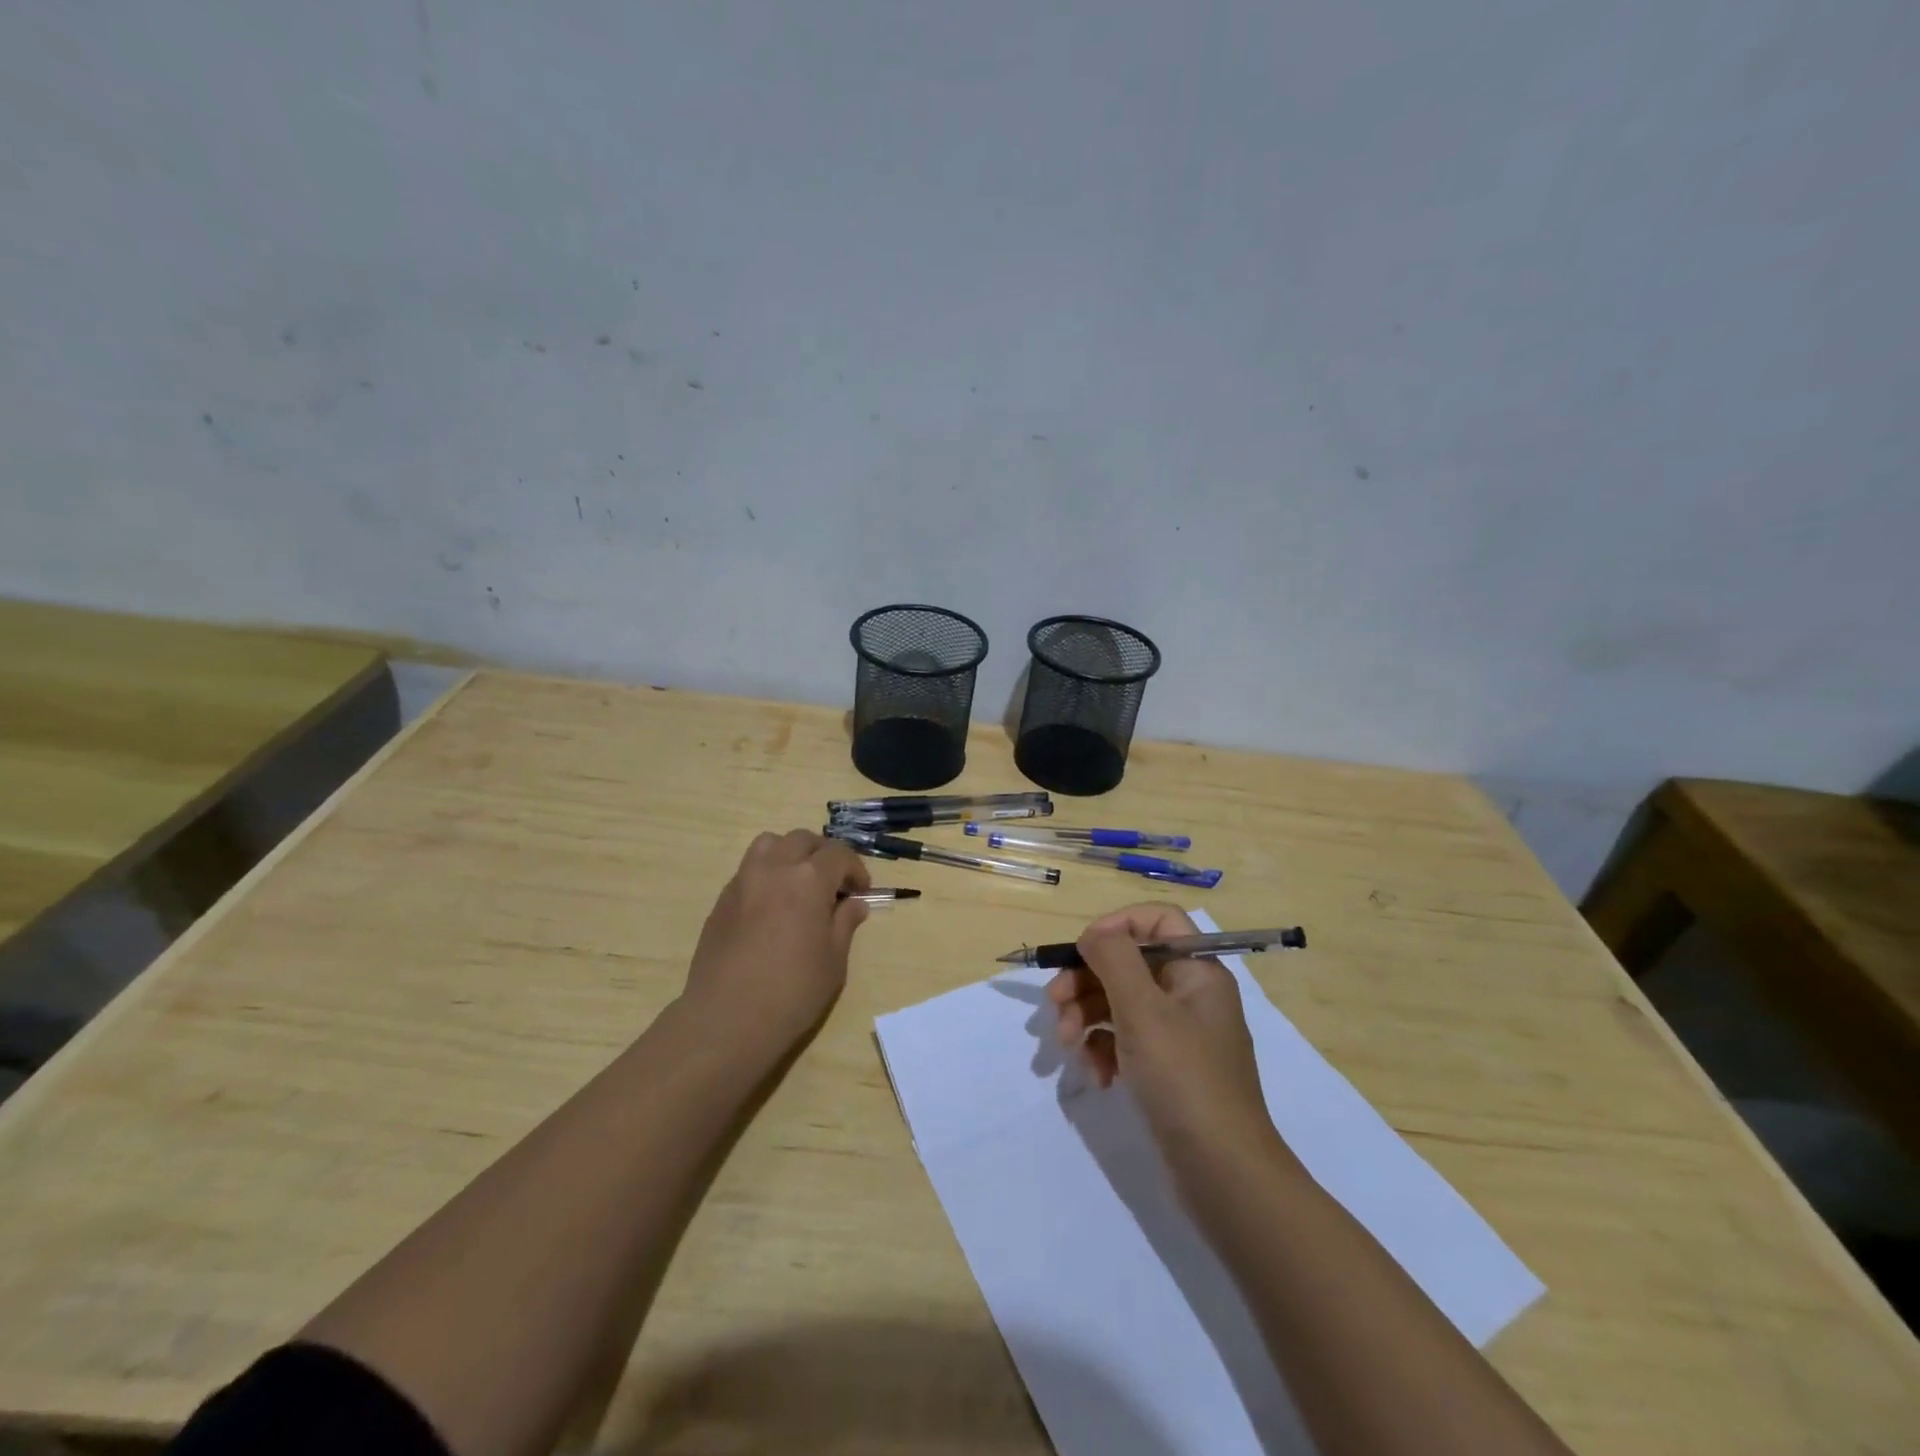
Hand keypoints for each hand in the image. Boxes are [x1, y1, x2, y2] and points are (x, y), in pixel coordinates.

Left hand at [682, 830, 871, 1053]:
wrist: (727, 1020)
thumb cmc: (792, 992)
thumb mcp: (833, 960)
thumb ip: (845, 923)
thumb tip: (854, 904)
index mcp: (809, 879)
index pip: (839, 854)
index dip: (856, 869)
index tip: (861, 892)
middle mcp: (774, 868)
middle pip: (803, 840)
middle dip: (823, 855)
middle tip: (834, 884)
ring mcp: (742, 881)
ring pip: (769, 844)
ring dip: (790, 854)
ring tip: (799, 884)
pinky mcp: (721, 901)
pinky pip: (748, 870)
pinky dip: (767, 874)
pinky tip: (772, 907)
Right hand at [1048, 903, 1279, 1168]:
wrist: (1224, 1175)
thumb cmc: (1184, 1079)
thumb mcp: (1144, 1010)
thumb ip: (1114, 959)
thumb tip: (1093, 935)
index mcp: (1197, 971)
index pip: (1156, 920)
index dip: (1116, 926)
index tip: (1081, 950)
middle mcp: (1189, 995)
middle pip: (1128, 964)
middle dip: (1086, 980)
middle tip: (1054, 1004)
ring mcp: (1178, 1035)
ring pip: (1120, 1003)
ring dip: (1086, 1018)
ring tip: (1066, 1046)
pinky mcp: (1165, 1070)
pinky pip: (1124, 1041)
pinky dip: (1103, 1051)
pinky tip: (1096, 1076)